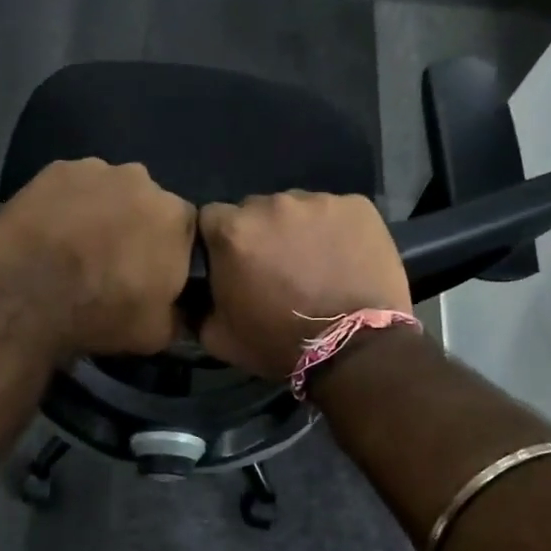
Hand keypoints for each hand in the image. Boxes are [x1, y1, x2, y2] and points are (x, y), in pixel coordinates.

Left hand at [0, 158, 195, 358]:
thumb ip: (179, 314)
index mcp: (175, 217)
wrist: (26, 298)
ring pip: (109, 190)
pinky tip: (51, 231)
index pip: (184, 230)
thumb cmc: (101, 315)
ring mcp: (96, 170)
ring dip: (101, 212)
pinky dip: (67, 204)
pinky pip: (71, 187)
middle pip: (146, 203)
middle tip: (111, 260)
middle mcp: (142, 181)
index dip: (167, 252)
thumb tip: (180, 310)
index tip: (149, 273)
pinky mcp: (55, 169)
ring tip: (76, 246)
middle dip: (135, 226)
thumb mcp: (158, 333)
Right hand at [198, 192, 411, 380]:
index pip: (212, 219)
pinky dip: (335, 231)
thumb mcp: (218, 337)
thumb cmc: (279, 343)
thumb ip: (197, 307)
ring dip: (298, 231)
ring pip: (297, 209)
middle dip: (260, 234)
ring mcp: (317, 201)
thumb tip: (193, 296)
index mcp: (232, 231)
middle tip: (276, 268)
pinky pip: (336, 212)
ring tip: (315, 265)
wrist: (355, 348)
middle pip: (255, 210)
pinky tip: (344, 259)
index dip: (220, 241)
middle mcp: (271, 204)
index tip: (233, 264)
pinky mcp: (357, 205)